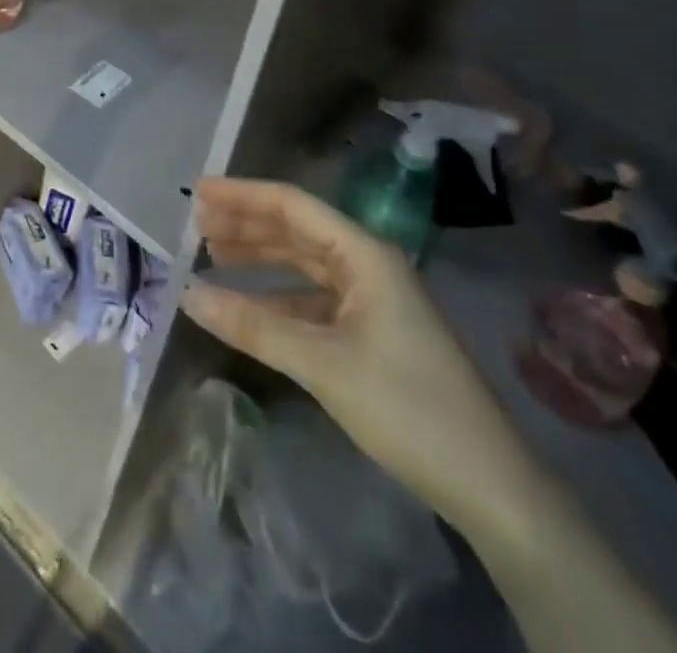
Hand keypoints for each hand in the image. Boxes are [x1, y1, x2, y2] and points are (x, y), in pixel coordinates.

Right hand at [182, 178, 538, 534]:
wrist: (489, 485)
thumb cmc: (407, 407)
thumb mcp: (322, 363)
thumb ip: (254, 325)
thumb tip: (187, 294)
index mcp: (364, 254)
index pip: (293, 205)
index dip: (242, 195)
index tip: (198, 191)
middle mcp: (367, 265)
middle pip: (296, 231)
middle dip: (246, 224)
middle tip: (195, 223)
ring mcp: (371, 300)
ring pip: (303, 266)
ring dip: (259, 259)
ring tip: (211, 254)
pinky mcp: (371, 334)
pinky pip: (313, 302)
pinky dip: (277, 299)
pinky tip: (247, 305)